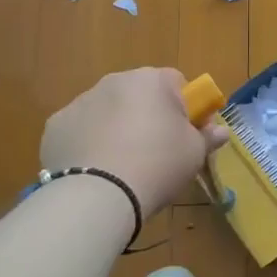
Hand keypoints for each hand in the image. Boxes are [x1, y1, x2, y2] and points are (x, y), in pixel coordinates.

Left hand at [41, 67, 225, 217]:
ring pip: (107, 111)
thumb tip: (221, 131)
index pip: (176, 83)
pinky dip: (88, 144)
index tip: (186, 135)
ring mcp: (80, 102)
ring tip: (122, 166)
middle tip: (156, 152)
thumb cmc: (157, 165)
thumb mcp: (194, 154)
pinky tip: (95, 170)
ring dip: (117, 128)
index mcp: (151, 80)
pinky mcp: (55, 126)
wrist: (98, 195)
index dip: (185, 108)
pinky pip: (80, 130)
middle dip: (148, 116)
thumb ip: (208, 137)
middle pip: (139, 95)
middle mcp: (114, 81)